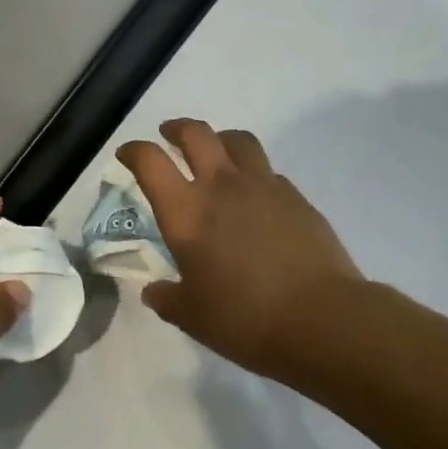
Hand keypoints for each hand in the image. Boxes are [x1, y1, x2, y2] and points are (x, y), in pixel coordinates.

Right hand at [116, 119, 361, 378]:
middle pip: (196, 133)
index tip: (127, 155)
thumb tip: (154, 291)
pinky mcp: (297, 197)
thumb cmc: (244, 319)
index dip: (134, 152)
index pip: (150, 162)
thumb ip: (168, 299)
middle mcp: (223, 187)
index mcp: (187, 212)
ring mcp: (265, 186)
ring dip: (220, 139)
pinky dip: (253, 172)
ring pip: (238, 140)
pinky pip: (268, 171)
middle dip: (177, 129)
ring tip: (216, 153)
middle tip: (169, 136)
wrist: (320, 317)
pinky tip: (255, 195)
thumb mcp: (193, 317)